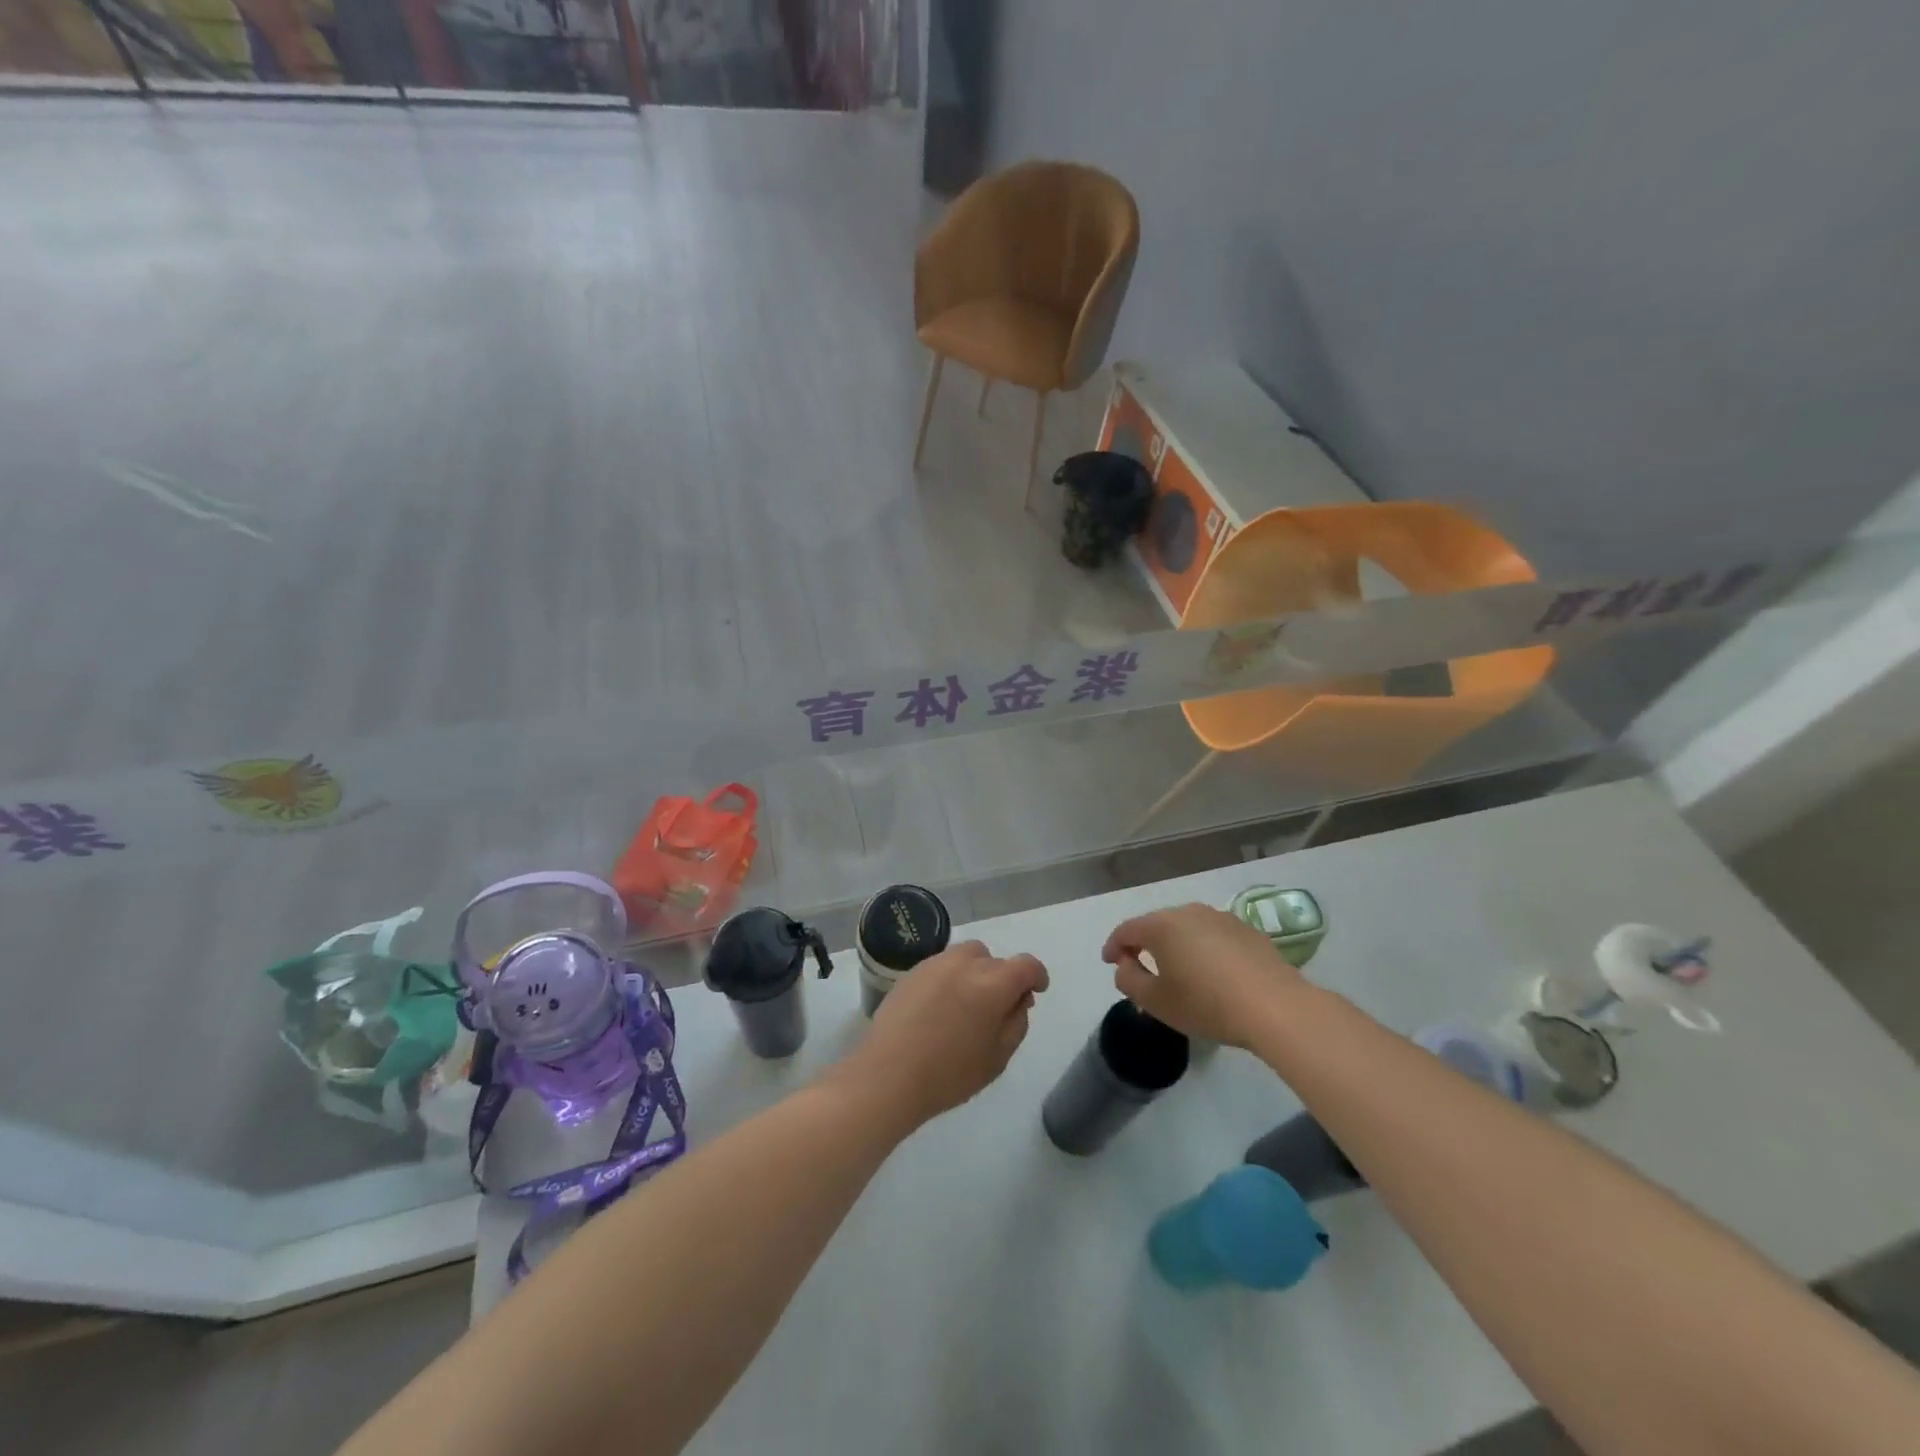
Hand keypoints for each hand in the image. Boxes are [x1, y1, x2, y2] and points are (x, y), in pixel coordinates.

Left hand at [838, 941, 1049, 1130]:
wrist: (888, 1075)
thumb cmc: (949, 1074)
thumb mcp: (997, 1058)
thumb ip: (1016, 1023)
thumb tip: (1018, 1000)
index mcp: (992, 983)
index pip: (1026, 965)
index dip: (1036, 976)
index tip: (1036, 991)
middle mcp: (965, 963)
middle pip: (994, 959)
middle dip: (1003, 978)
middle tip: (997, 1008)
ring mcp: (935, 964)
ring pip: (967, 956)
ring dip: (976, 972)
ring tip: (967, 1004)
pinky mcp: (912, 972)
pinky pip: (942, 966)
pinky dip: (951, 978)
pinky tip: (941, 1007)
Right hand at [1101, 903, 1301, 1047]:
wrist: (1275, 1007)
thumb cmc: (1207, 1004)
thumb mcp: (1156, 1002)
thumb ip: (1129, 980)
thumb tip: (1125, 964)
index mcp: (1162, 926)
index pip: (1127, 930)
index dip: (1113, 946)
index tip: (1110, 962)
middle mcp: (1189, 912)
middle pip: (1157, 925)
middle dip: (1144, 944)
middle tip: (1140, 967)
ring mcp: (1221, 918)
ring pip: (1186, 928)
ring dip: (1175, 946)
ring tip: (1177, 971)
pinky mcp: (1247, 930)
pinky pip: (1213, 936)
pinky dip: (1203, 949)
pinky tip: (1211, 973)